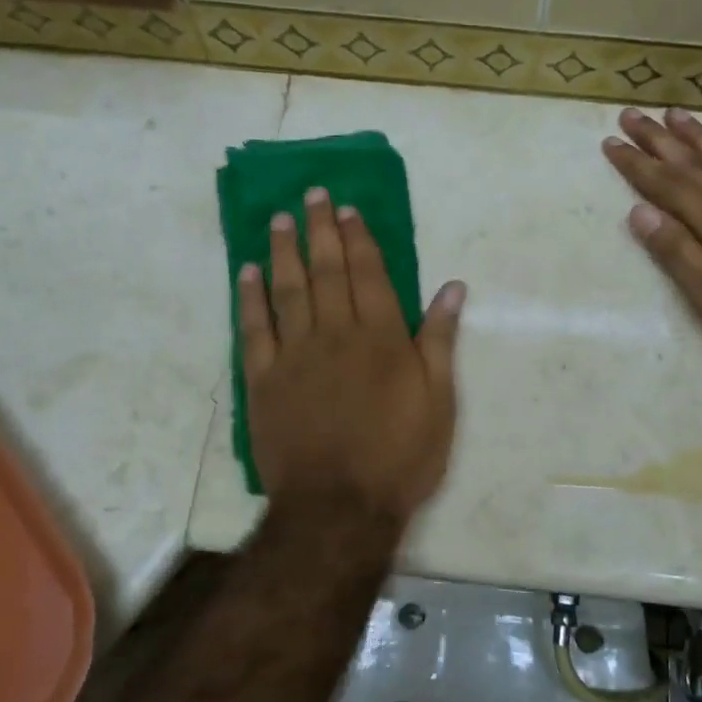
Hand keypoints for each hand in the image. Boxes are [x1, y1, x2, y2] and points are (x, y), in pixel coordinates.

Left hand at [239, 187, 465, 525]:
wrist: (339, 507)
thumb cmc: (399, 456)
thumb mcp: (439, 402)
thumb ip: (440, 341)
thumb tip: (453, 289)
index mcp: (381, 338)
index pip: (369, 274)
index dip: (359, 239)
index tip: (347, 210)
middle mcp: (336, 334)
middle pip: (327, 271)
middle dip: (320, 231)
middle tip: (311, 195)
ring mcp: (295, 356)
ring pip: (287, 291)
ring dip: (283, 252)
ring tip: (279, 220)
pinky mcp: (263, 381)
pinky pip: (253, 330)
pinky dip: (250, 298)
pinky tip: (247, 273)